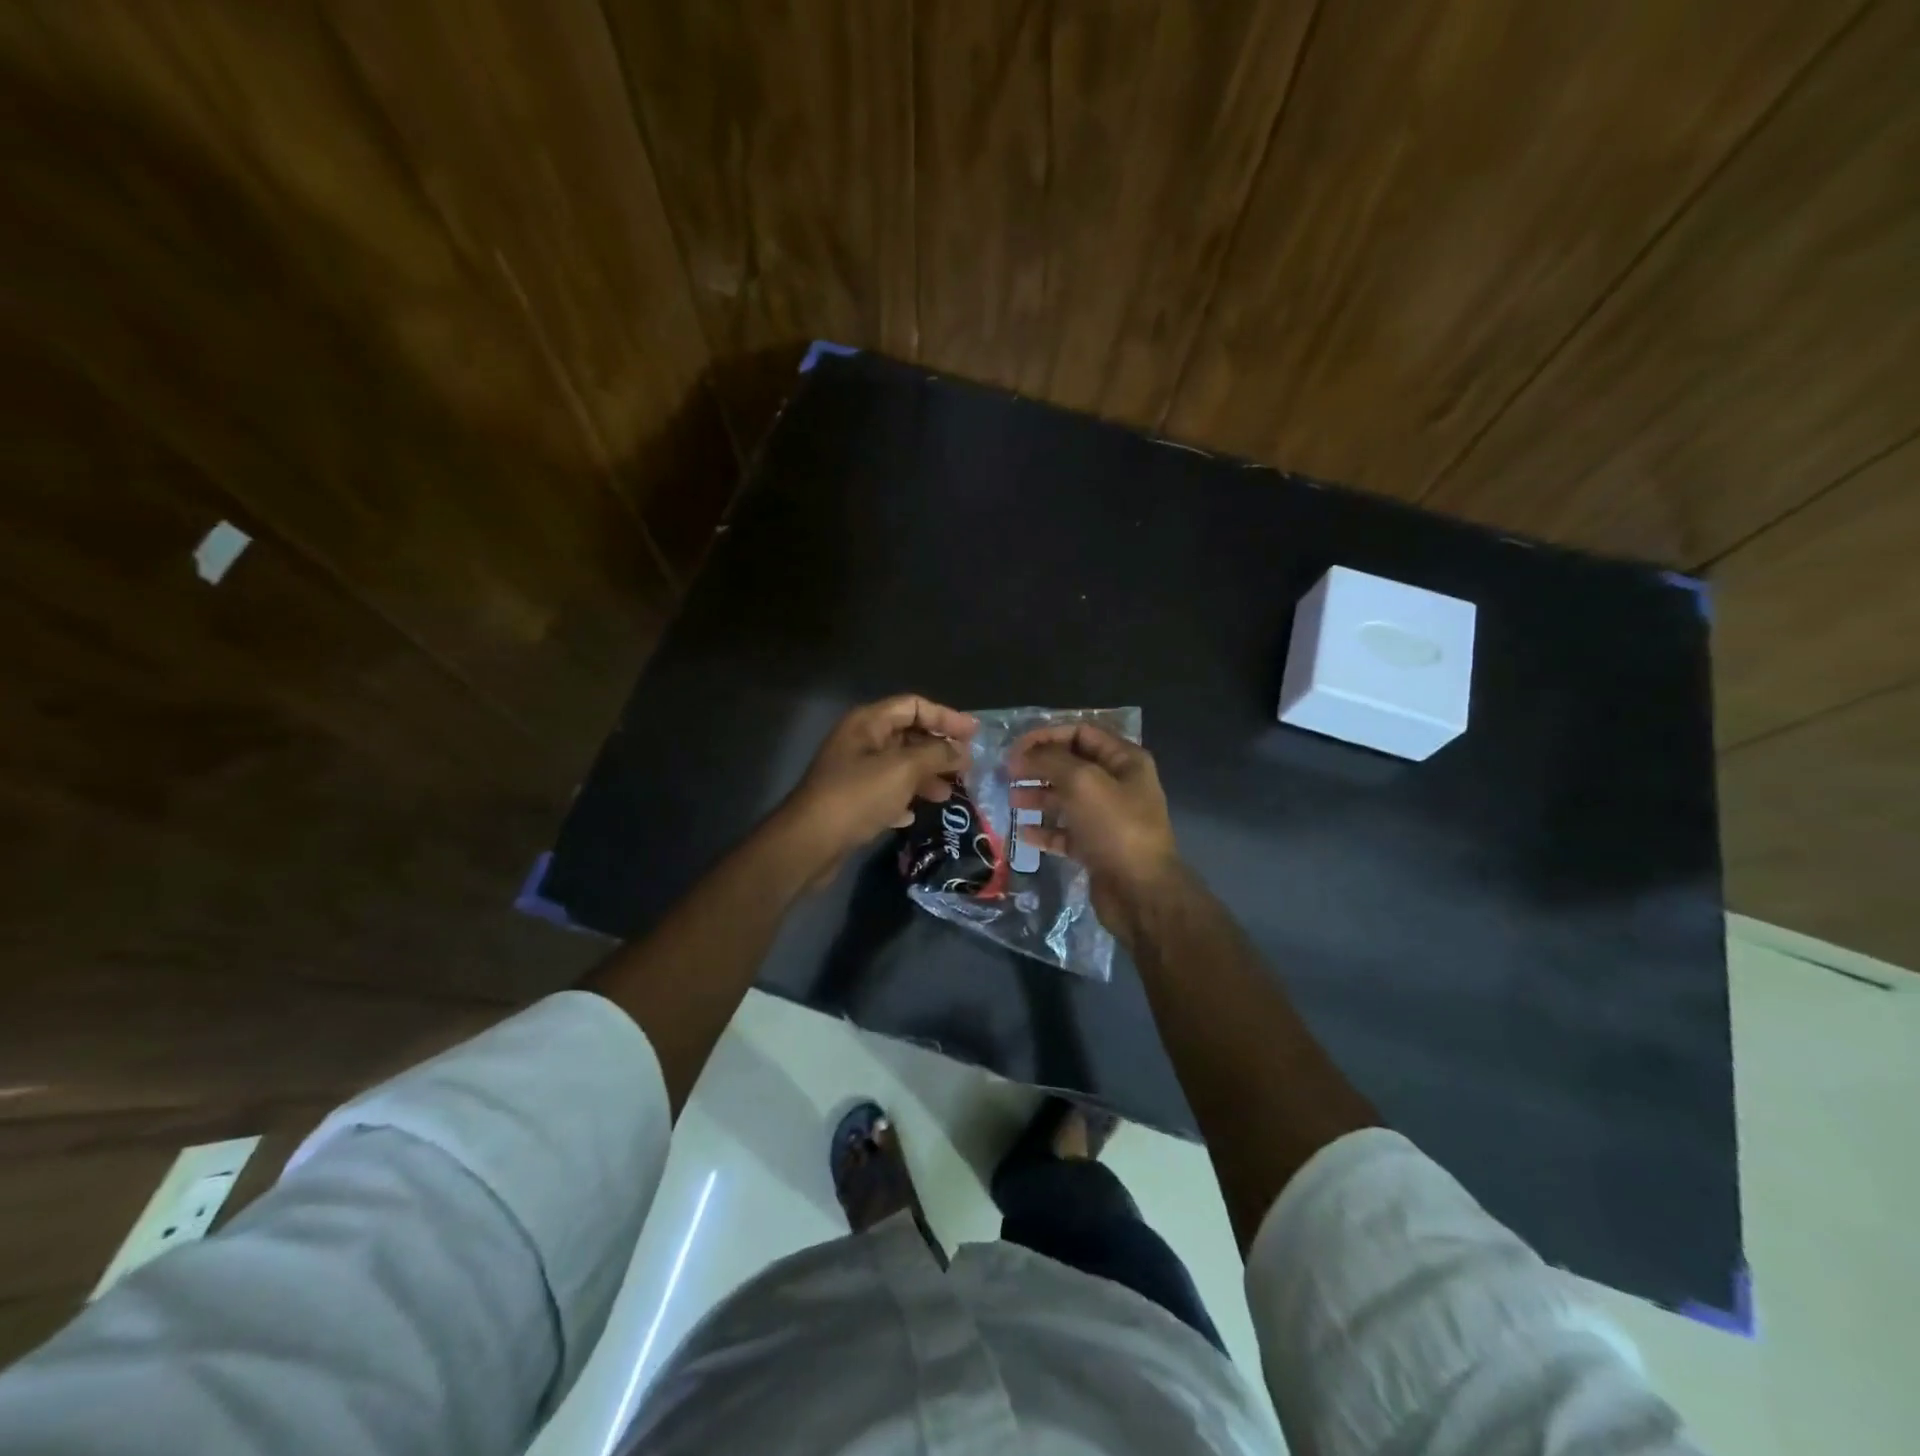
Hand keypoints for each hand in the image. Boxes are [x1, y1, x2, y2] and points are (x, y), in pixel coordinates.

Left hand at [778, 695, 975, 884]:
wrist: (810, 842)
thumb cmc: (858, 796)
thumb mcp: (903, 769)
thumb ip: (937, 754)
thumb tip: (962, 751)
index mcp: (868, 723)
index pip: (913, 706)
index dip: (945, 716)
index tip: (974, 734)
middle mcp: (859, 741)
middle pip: (907, 735)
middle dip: (938, 749)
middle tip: (967, 767)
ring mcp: (853, 772)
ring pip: (898, 766)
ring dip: (925, 776)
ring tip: (948, 794)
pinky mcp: (850, 801)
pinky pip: (885, 792)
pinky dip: (903, 798)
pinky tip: (914, 814)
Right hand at [1011, 723, 1179, 938]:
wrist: (1141, 893)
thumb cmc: (1115, 828)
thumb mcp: (1082, 782)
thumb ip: (1050, 761)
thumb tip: (1022, 755)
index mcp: (1125, 760)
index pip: (1081, 733)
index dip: (1046, 735)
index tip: (1015, 748)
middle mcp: (1118, 785)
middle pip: (1071, 765)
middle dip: (1038, 766)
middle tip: (1007, 774)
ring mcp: (1108, 818)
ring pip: (1066, 799)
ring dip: (1038, 796)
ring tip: (1012, 801)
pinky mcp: (1097, 848)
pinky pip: (1066, 832)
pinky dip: (1045, 831)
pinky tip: (1023, 833)